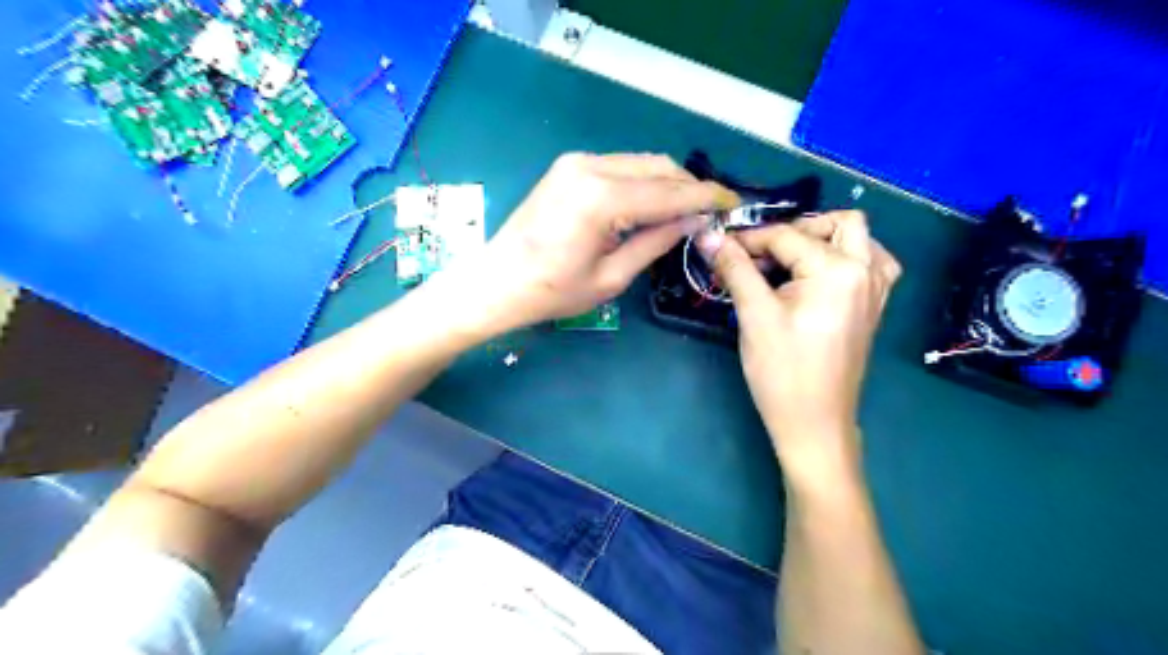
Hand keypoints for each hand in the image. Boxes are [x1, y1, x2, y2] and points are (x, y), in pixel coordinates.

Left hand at [439, 152, 736, 338]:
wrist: (496, 281)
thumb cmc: (552, 291)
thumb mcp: (612, 277)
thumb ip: (656, 241)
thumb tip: (693, 221)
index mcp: (602, 198)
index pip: (670, 191)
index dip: (706, 197)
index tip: (734, 203)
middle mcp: (591, 166)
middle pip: (658, 167)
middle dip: (689, 186)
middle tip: (710, 211)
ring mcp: (576, 161)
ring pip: (640, 162)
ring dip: (667, 182)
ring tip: (685, 210)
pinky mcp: (568, 166)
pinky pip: (620, 166)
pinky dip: (642, 181)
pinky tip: (651, 204)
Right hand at [690, 214, 900, 488]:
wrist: (814, 423)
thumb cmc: (783, 372)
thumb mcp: (755, 316)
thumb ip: (735, 269)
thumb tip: (708, 237)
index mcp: (838, 270)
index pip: (786, 236)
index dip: (748, 239)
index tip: (719, 246)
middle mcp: (866, 271)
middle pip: (837, 223)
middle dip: (795, 230)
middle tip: (761, 254)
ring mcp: (875, 290)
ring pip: (858, 238)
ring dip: (824, 239)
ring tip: (790, 261)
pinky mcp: (873, 306)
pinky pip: (869, 263)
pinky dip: (844, 257)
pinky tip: (818, 276)